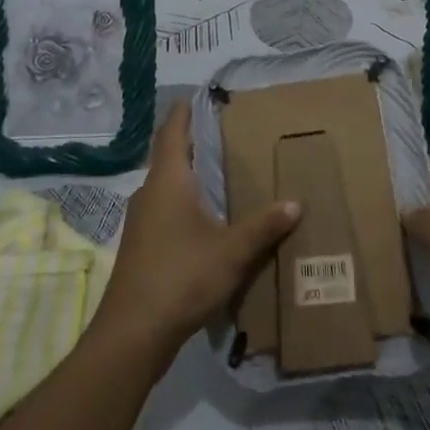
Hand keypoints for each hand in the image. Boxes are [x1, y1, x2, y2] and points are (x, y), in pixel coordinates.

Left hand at [88, 101, 299, 366]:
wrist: (133, 332)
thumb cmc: (182, 277)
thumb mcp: (232, 251)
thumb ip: (264, 226)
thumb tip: (295, 203)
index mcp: (167, 181)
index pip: (172, 131)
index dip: (185, 111)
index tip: (202, 96)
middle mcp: (149, 193)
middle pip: (170, 156)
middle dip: (195, 142)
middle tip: (228, 132)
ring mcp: (141, 220)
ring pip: (168, 185)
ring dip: (191, 175)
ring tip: (224, 171)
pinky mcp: (141, 245)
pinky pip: (166, 209)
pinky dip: (186, 201)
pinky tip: (208, 217)